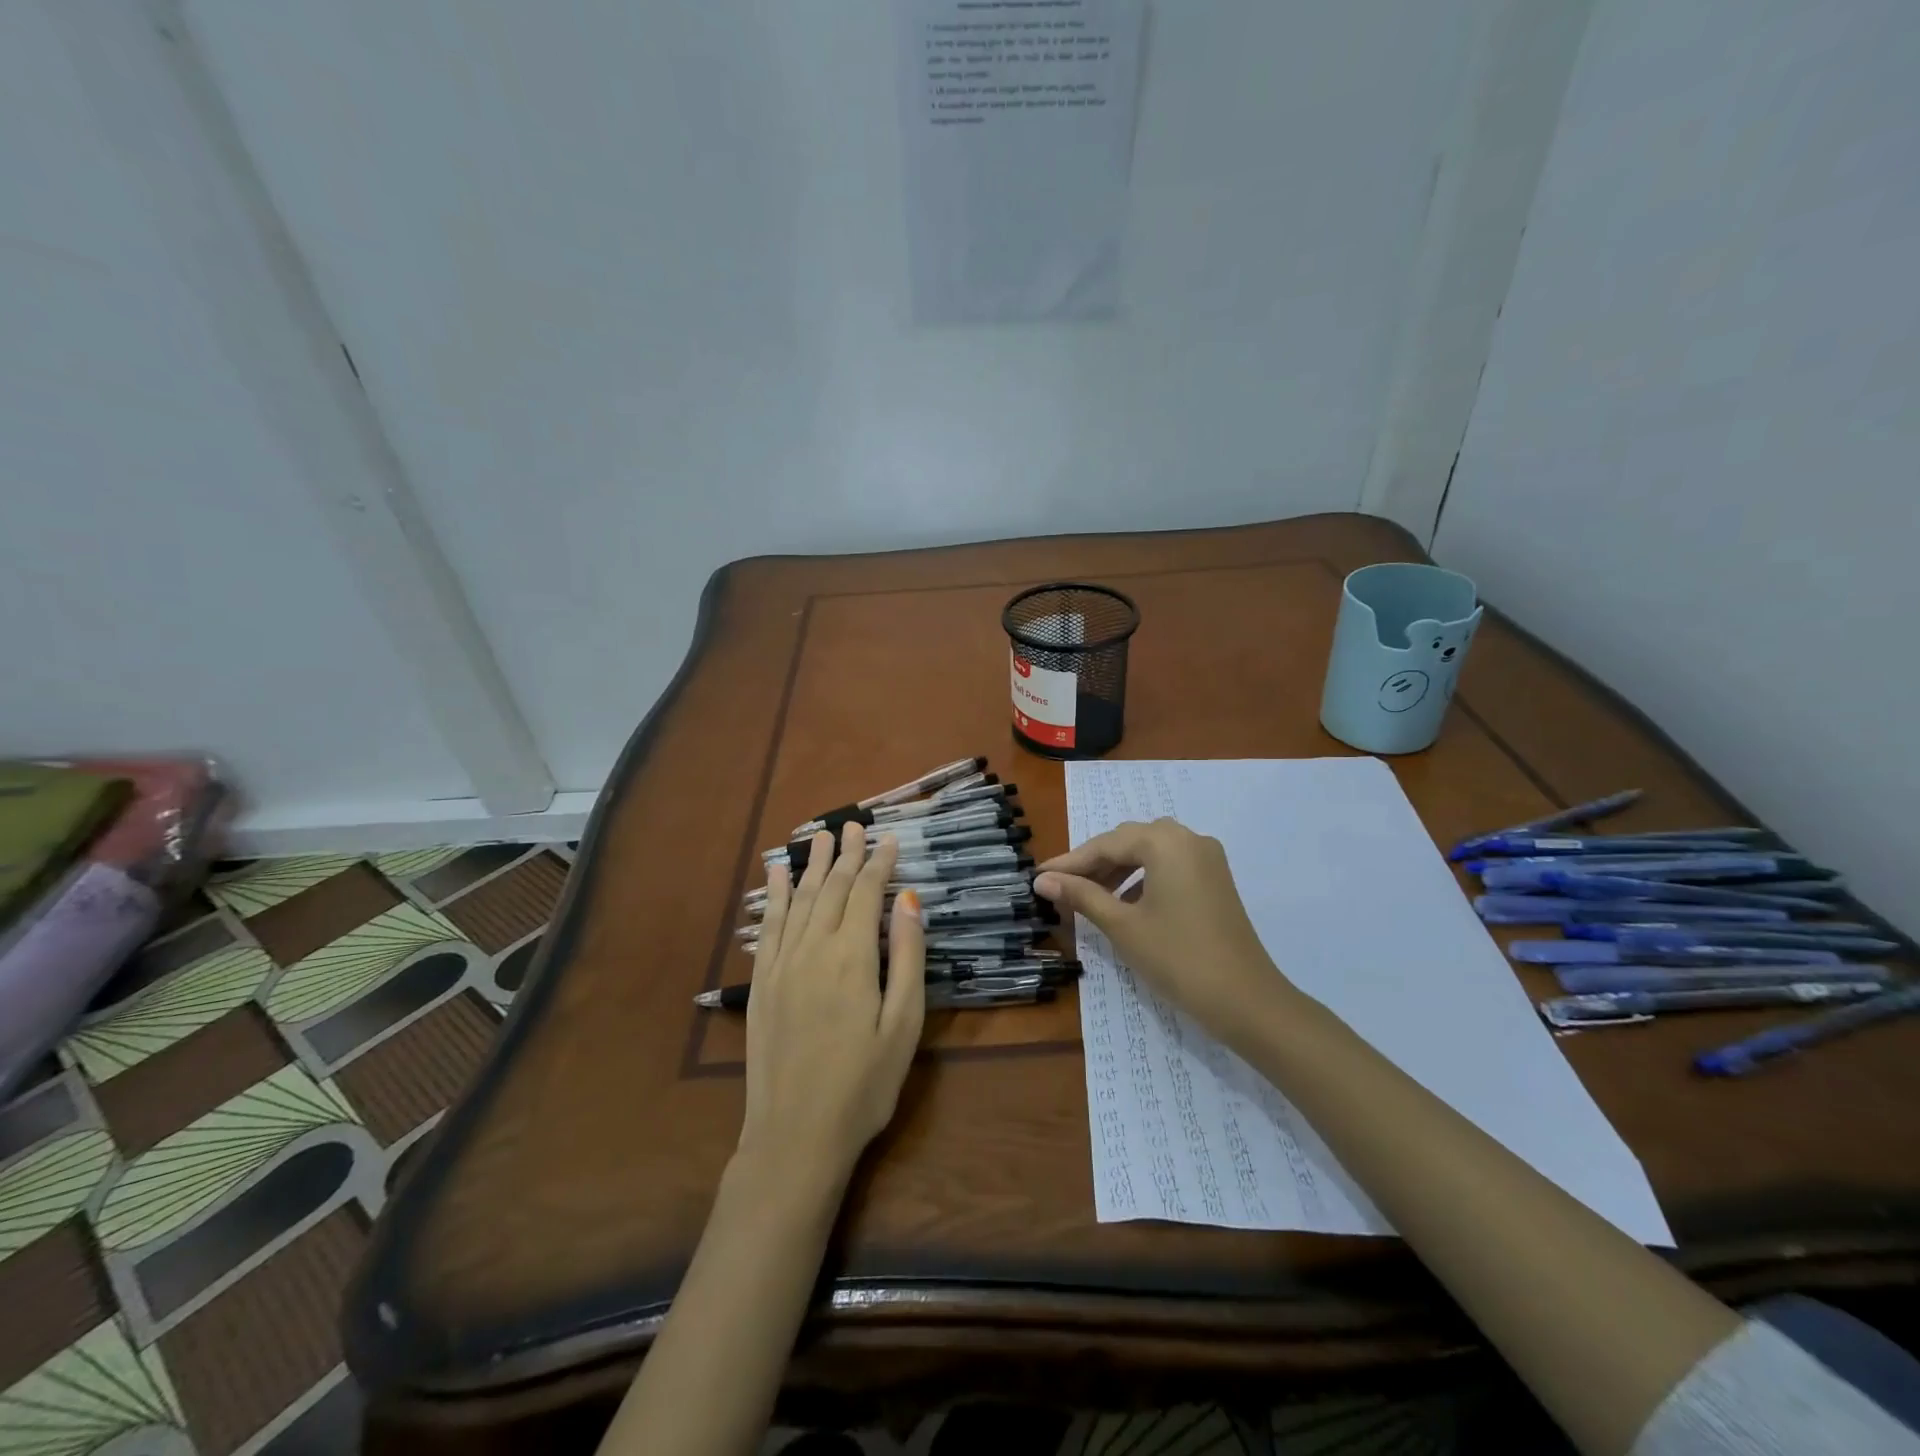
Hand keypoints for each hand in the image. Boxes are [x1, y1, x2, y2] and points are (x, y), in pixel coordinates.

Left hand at [739, 823, 925, 1186]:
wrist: (795, 1136)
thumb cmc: (864, 1084)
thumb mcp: (903, 1024)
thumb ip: (908, 958)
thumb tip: (909, 901)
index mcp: (853, 957)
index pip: (866, 894)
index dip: (879, 864)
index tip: (889, 839)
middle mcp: (813, 949)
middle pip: (831, 889)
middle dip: (845, 855)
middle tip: (853, 826)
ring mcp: (782, 965)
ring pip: (798, 900)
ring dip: (811, 866)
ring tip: (819, 836)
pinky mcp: (762, 984)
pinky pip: (769, 927)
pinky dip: (774, 896)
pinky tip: (775, 877)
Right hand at [1034, 818, 1294, 1045]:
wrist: (1246, 1001)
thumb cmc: (1177, 958)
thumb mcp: (1122, 926)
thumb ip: (1081, 896)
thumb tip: (1042, 880)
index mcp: (1165, 842)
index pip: (1106, 844)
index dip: (1070, 862)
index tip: (1038, 876)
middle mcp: (1188, 839)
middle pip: (1129, 842)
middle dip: (1093, 864)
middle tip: (1060, 887)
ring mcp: (1207, 859)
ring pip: (1150, 853)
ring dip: (1117, 870)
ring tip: (1088, 897)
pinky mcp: (1215, 880)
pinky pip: (1169, 866)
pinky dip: (1142, 878)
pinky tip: (1125, 903)